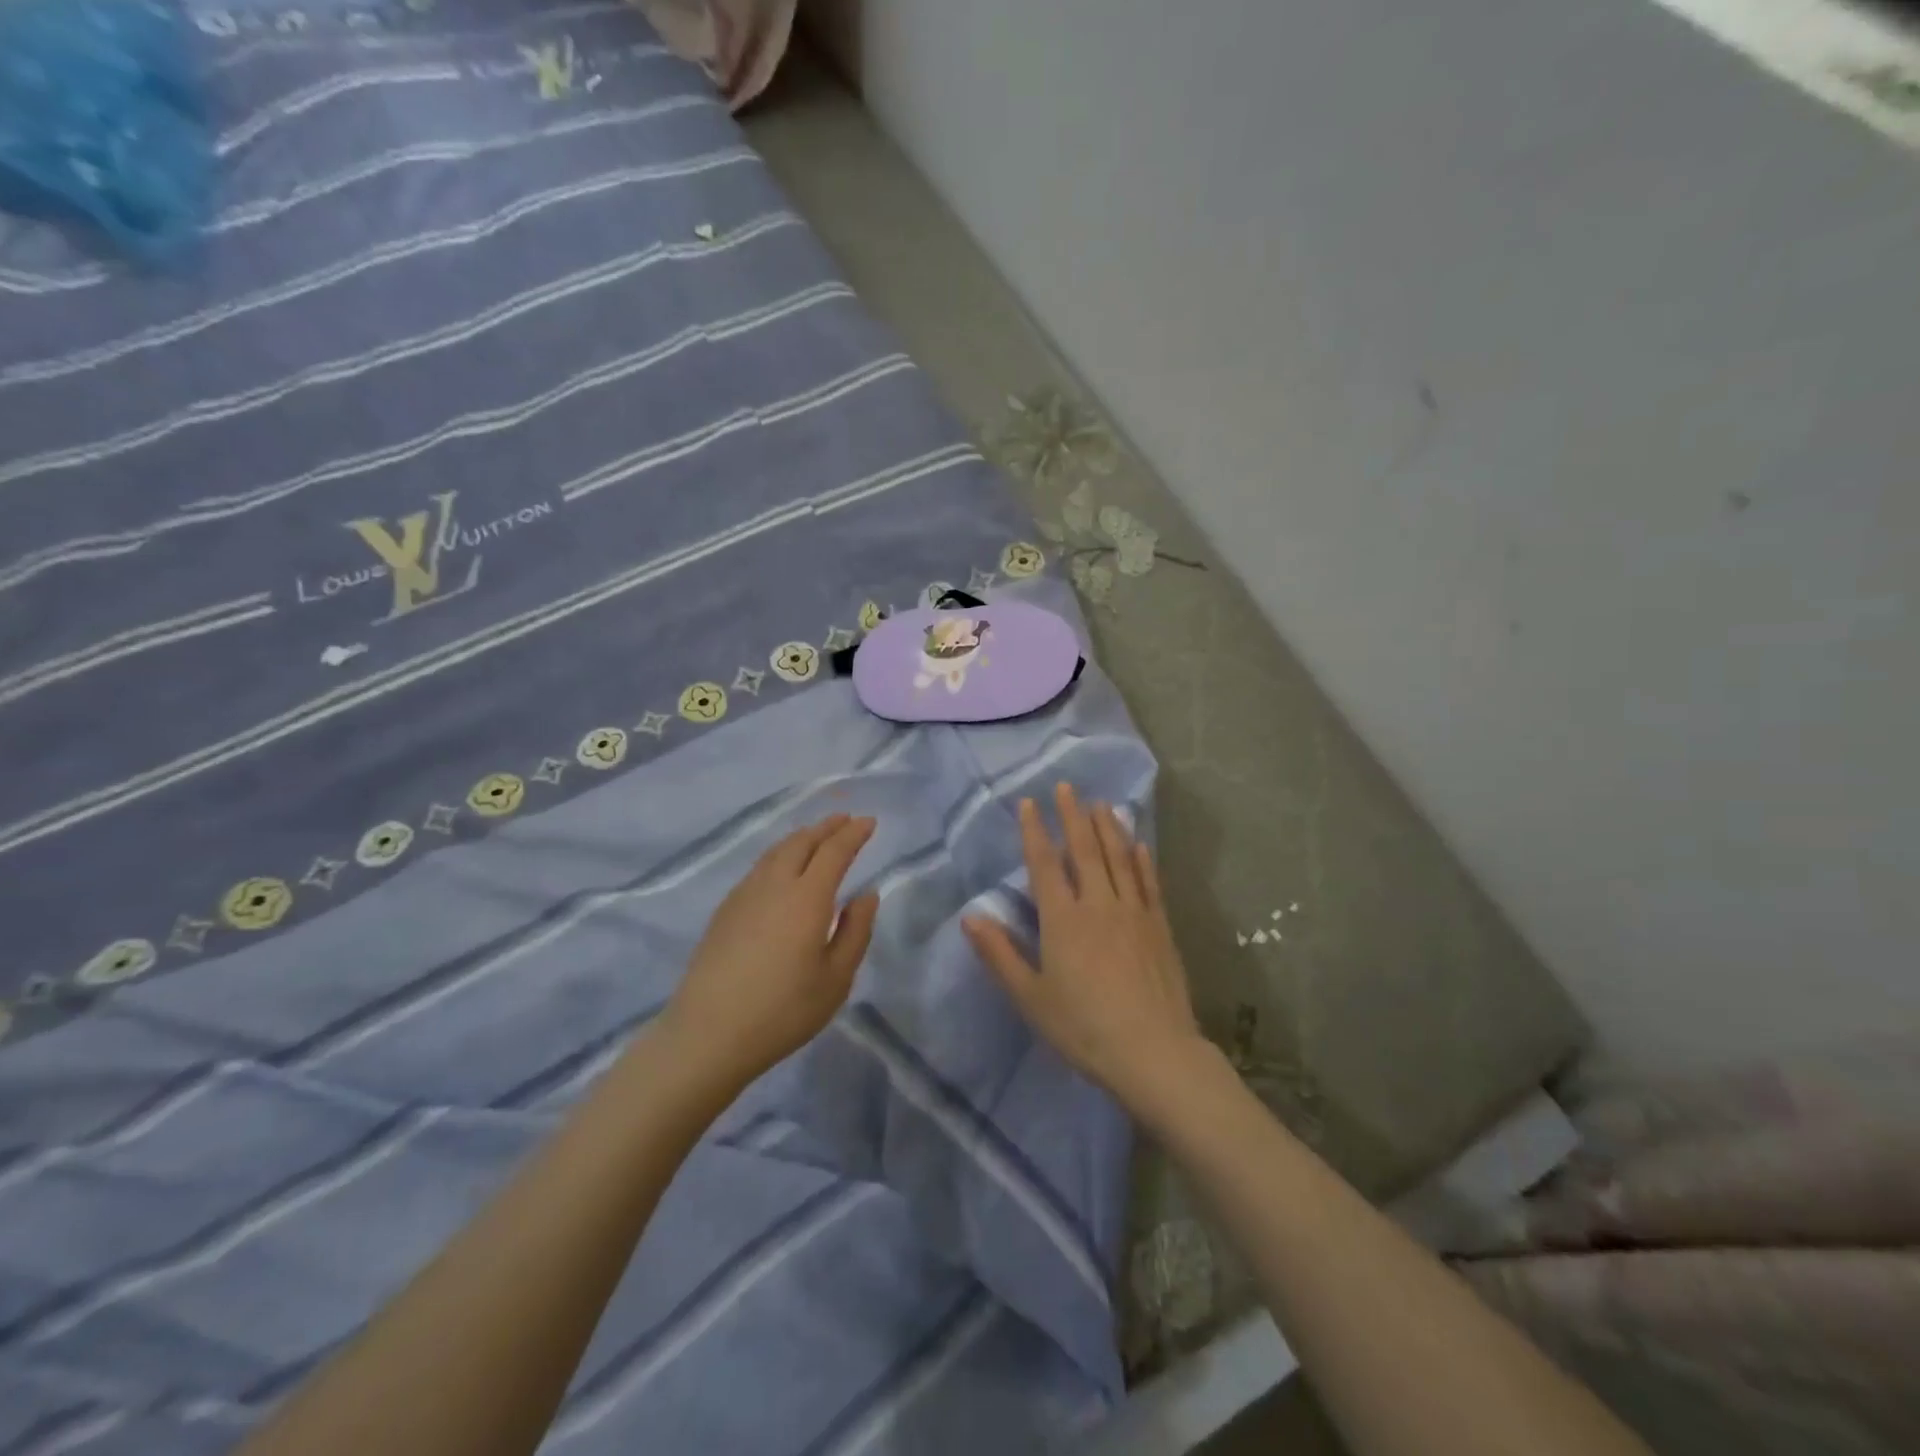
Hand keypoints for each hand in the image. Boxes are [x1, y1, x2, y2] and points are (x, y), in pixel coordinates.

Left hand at [664, 814, 879, 1086]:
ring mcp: (744, 895)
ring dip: (801, 838)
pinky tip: (781, 869)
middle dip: (826, 827)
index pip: (834, 851)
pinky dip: (779, 855)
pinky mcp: (725, 910)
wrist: (707, 1034)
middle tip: (845, 820)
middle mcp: (775, 885)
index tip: (869, 822)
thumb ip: (855, 932)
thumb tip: (866, 895)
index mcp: (807, 898)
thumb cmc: (782, 1011)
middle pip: (802, 842)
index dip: (853, 834)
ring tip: (816, 836)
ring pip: (776, 851)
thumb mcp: (836, 979)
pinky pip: (759, 867)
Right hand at [963, 784, 1206, 1110]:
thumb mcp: (1030, 997)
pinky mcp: (1160, 927)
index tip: (1030, 803)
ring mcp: (1134, 912)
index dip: (1035, 831)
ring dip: (1108, 828)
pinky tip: (1140, 844)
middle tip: (1067, 787)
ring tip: (1101, 803)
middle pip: (1084, 850)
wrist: (1154, 1052)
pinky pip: (1149, 883)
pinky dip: (1143, 860)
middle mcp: (1099, 904)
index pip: (1045, 864)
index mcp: (1063, 919)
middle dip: (1073, 816)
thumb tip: (970, 916)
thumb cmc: (1083, 1028)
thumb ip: (999, 954)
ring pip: (1119, 858)